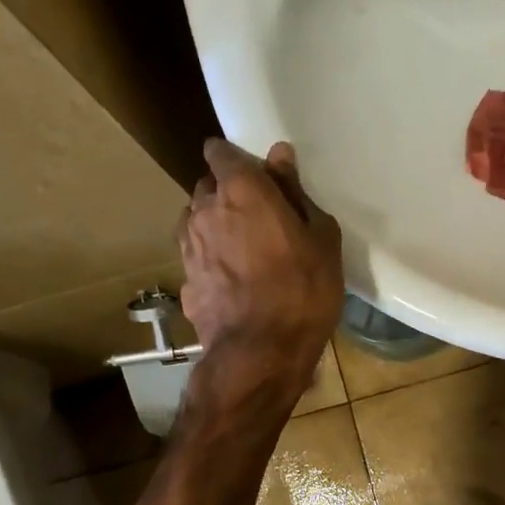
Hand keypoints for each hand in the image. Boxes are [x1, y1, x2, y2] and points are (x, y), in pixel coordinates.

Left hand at [179, 138, 343, 390]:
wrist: (260, 352)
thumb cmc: (302, 290)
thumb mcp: (320, 239)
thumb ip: (295, 193)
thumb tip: (279, 156)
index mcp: (241, 190)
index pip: (221, 152)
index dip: (235, 159)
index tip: (255, 175)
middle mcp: (204, 209)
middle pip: (208, 187)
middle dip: (228, 194)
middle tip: (259, 217)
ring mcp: (188, 246)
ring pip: (198, 221)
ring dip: (216, 226)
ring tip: (245, 251)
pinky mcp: (184, 280)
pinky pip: (198, 256)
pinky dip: (212, 260)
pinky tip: (233, 281)